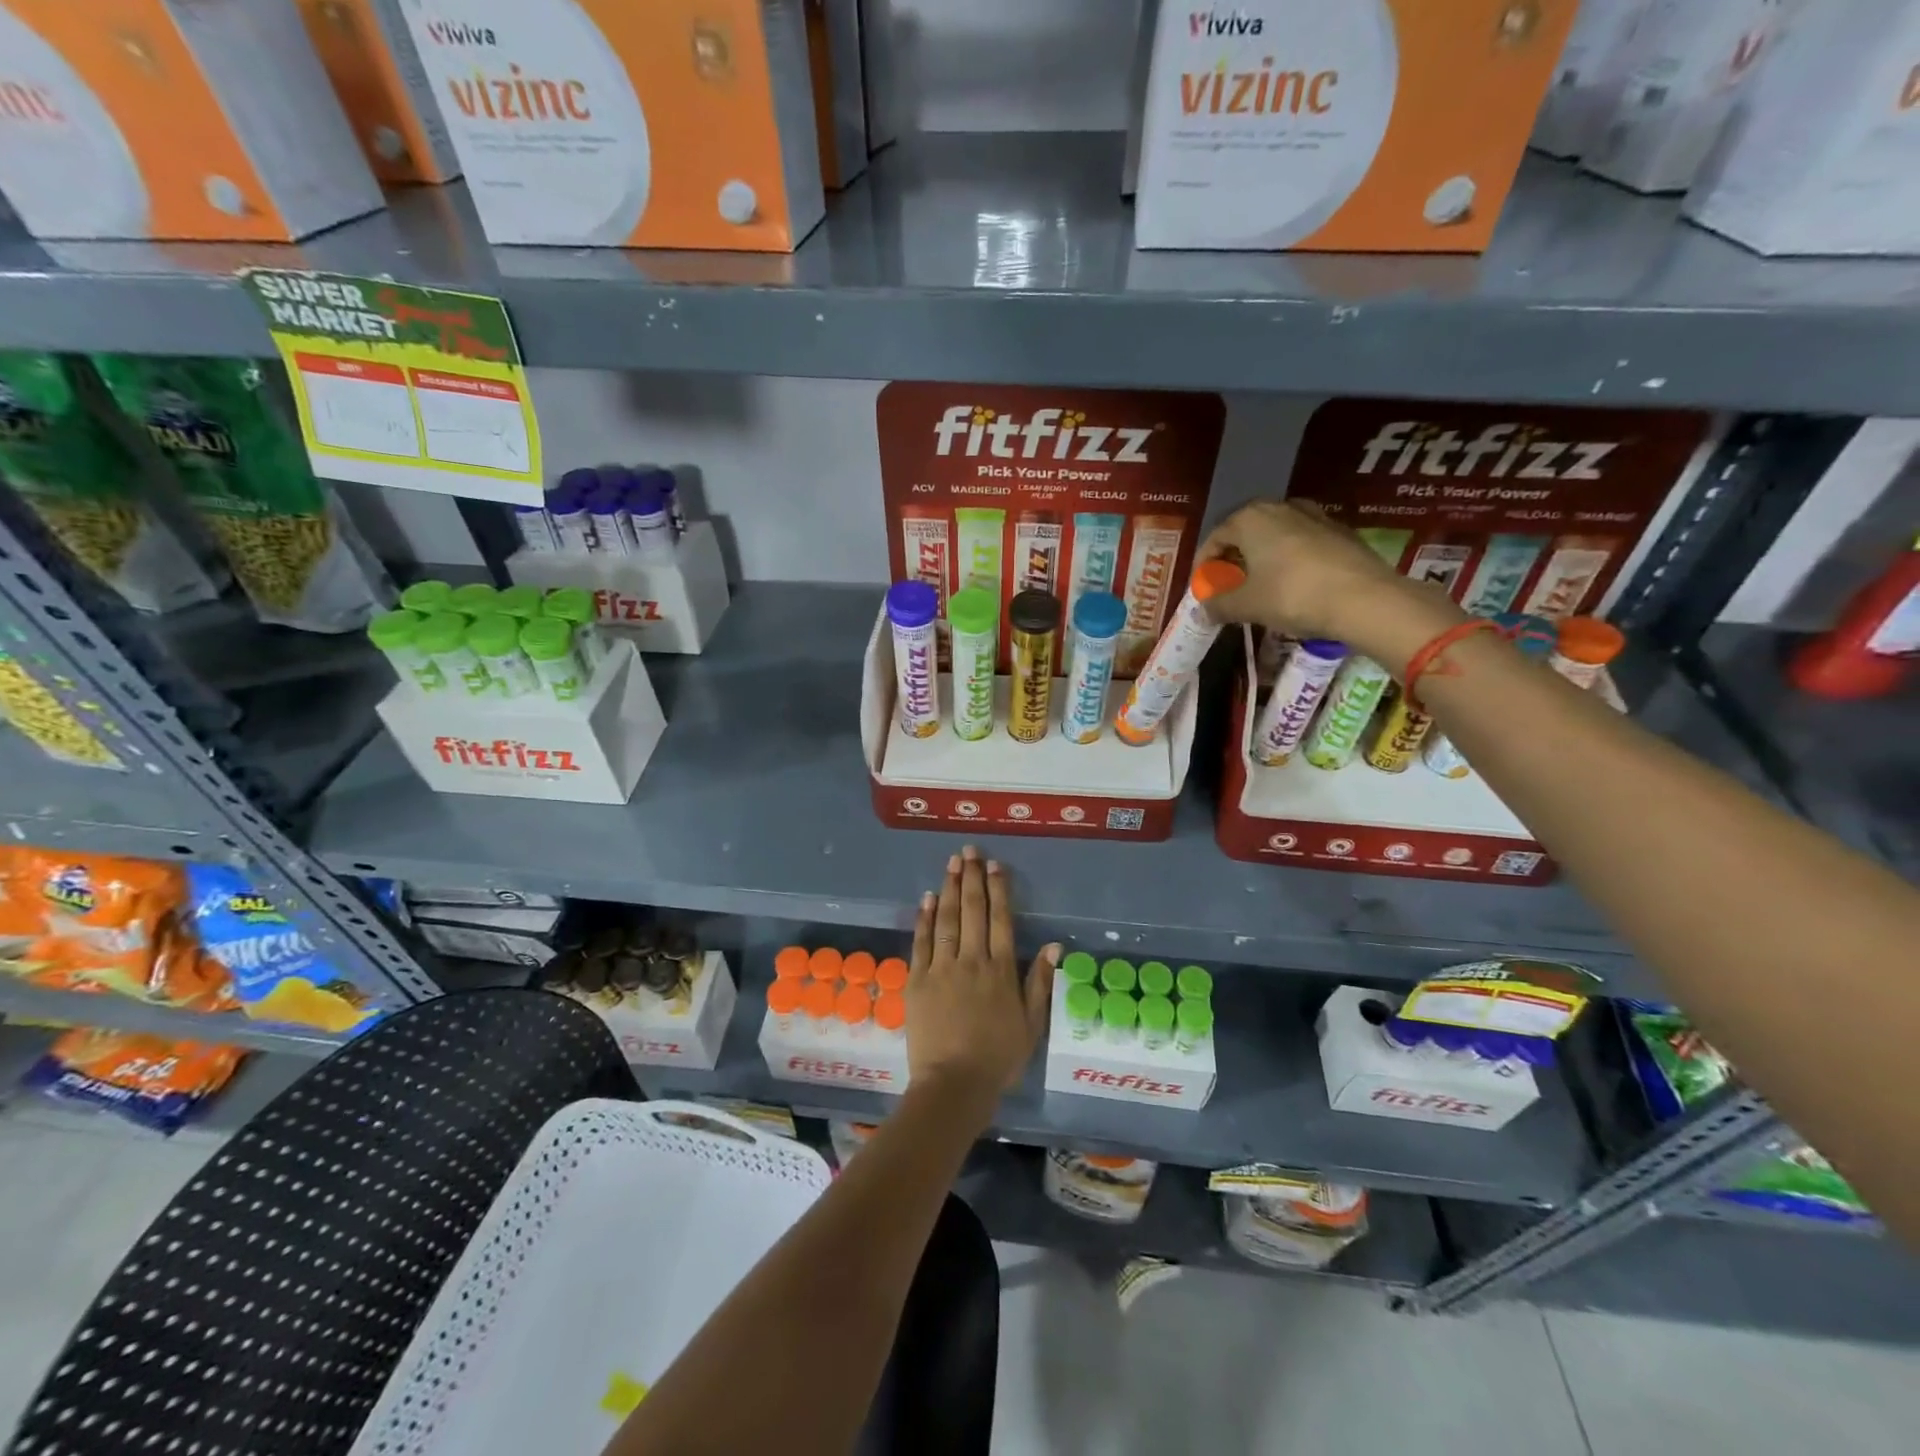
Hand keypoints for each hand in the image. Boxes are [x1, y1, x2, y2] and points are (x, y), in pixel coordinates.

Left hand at [906, 846, 1058, 1111]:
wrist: (953, 1084)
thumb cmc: (998, 1058)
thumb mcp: (1031, 1025)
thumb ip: (1039, 982)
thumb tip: (1052, 945)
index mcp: (1001, 971)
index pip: (1000, 920)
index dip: (998, 890)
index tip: (995, 866)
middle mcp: (971, 961)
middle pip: (973, 911)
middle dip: (972, 878)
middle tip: (969, 851)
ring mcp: (941, 968)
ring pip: (947, 919)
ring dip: (950, 888)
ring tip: (951, 863)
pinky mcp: (917, 980)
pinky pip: (921, 942)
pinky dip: (925, 918)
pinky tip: (928, 898)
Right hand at [1200, 500, 1462, 663]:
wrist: (1364, 599)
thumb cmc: (1292, 595)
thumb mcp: (1246, 605)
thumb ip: (1219, 605)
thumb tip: (1203, 610)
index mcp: (1251, 518)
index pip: (1215, 538)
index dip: (1204, 565)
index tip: (1203, 588)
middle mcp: (1281, 507)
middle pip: (1246, 533)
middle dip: (1234, 559)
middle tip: (1229, 586)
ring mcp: (1315, 515)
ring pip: (1275, 536)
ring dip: (1262, 558)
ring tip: (1260, 586)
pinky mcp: (1340, 531)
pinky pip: (1301, 543)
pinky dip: (1289, 560)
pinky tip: (1292, 585)